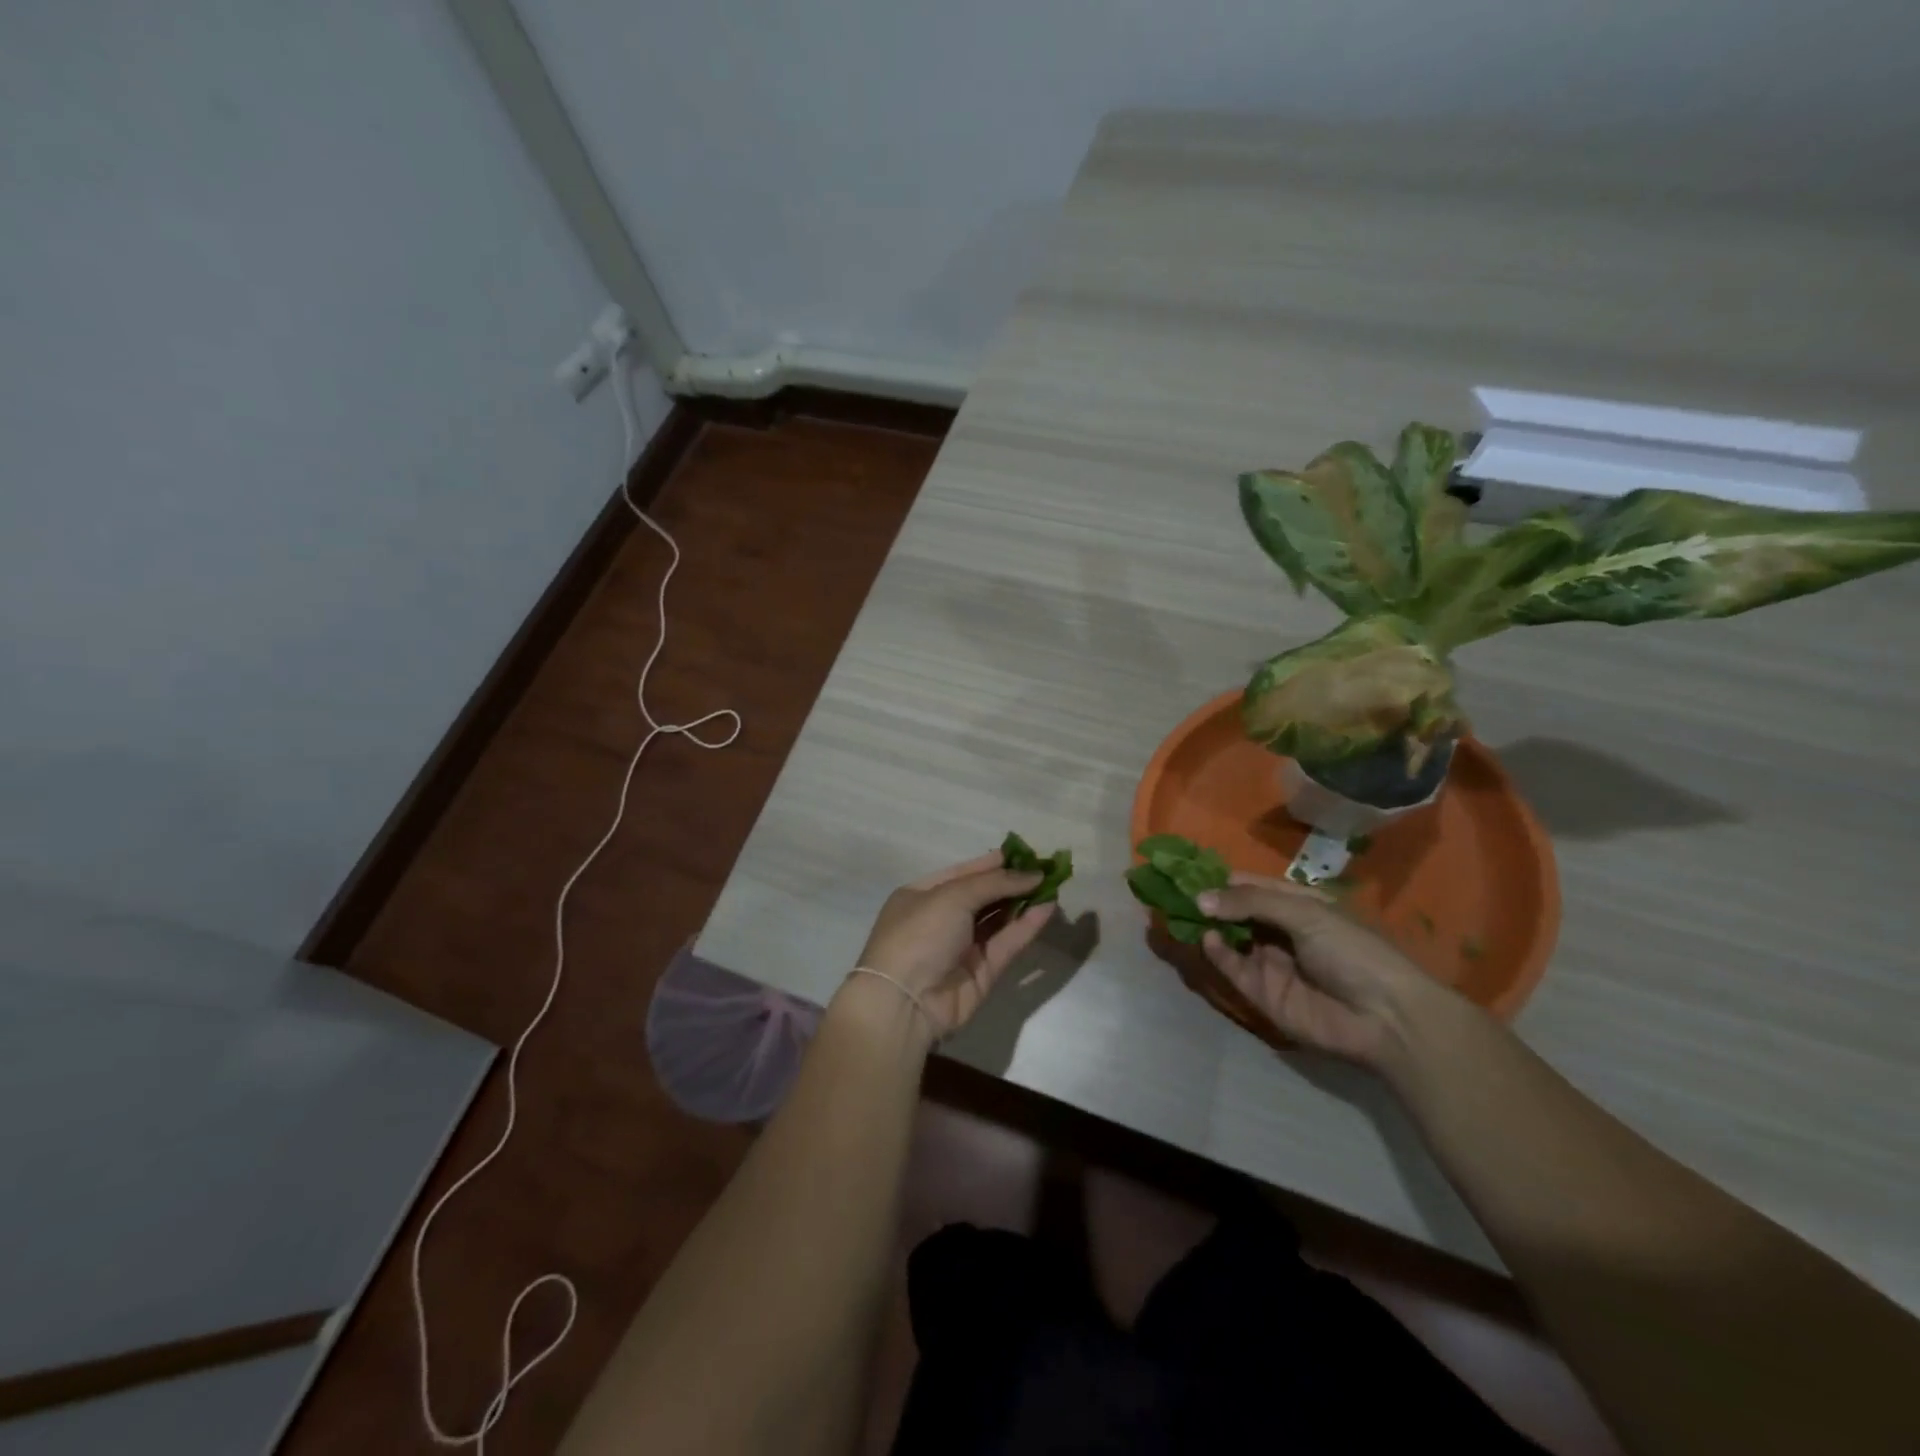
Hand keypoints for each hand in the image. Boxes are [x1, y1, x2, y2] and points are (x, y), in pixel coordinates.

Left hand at [853, 850, 1055, 1036]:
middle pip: (983, 896)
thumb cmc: (920, 933)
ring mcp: (961, 947)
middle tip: (1047, 869)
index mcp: (922, 895)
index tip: (1026, 854)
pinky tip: (1048, 908)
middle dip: (1013, 882)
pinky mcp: (982, 972)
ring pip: (998, 920)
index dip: (994, 864)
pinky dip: (1026, 926)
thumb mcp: (953, 896)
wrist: (906, 1001)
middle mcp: (941, 919)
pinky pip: (1007, 943)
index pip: (964, 873)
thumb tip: (1034, 874)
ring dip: (1024, 902)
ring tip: (1054, 885)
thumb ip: (995, 883)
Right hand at [1197, 872, 1456, 1067]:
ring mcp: (1268, 962)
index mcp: (1296, 904)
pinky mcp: (1261, 993)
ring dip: (1205, 925)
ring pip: (1227, 938)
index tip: (1186, 869)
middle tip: (1171, 891)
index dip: (1220, 878)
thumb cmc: (1353, 951)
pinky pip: (1231, 968)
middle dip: (1205, 901)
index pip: (1249, 885)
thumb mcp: (1305, 913)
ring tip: (1180, 912)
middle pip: (1233, 911)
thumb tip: (1200, 898)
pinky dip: (1217, 953)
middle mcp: (1278, 930)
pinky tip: (1209, 940)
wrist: (1385, 1017)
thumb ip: (1251, 902)